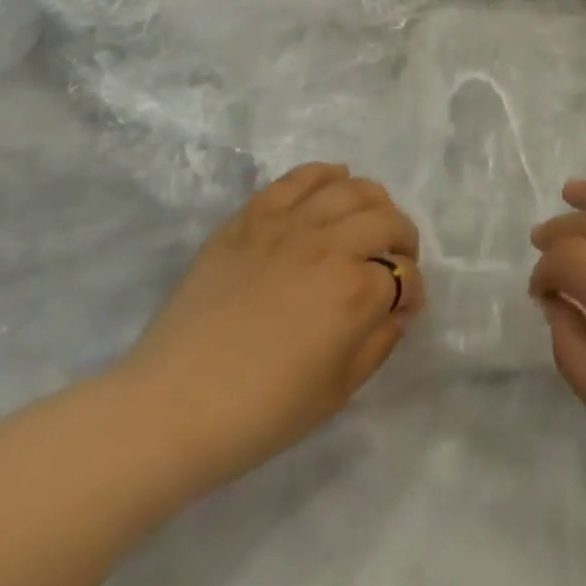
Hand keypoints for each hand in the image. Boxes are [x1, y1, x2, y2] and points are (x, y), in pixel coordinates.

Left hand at [116, 163, 424, 490]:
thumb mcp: (338, 390)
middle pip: (386, 220)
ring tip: (370, 220)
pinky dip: (326, 175)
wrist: (173, 405)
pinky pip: (299, 178)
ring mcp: (289, 224)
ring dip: (373, 202)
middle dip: (403, 240)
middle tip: (396, 261)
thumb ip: (379, 342)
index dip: (412, 292)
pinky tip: (334, 182)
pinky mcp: (252, 217)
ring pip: (351, 189)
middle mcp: (331, 244)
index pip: (405, 277)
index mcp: (356, 292)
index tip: (405, 308)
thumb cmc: (262, 411)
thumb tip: (398, 309)